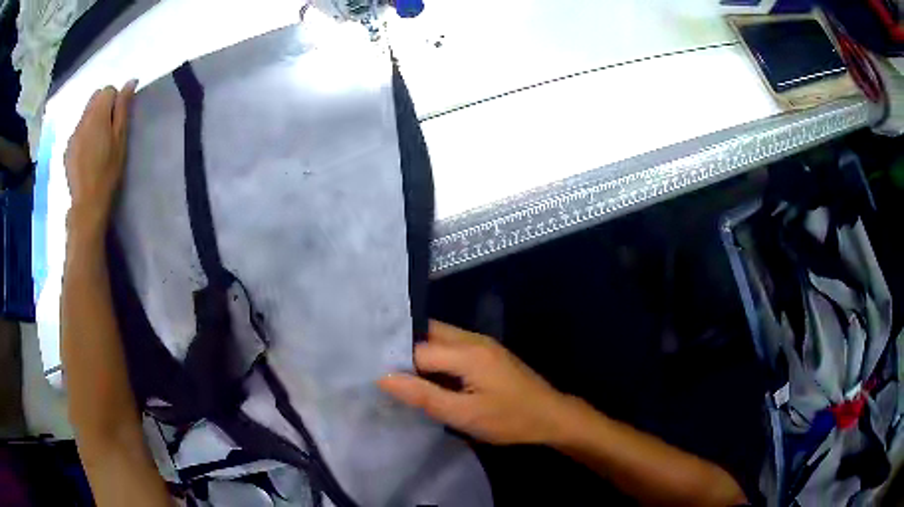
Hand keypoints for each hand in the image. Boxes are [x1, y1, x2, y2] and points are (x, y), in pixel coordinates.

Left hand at [64, 80, 137, 233]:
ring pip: (85, 114)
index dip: (115, 101)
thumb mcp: (120, 138)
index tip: (118, 119)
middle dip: (103, 106)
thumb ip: (123, 108)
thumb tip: (130, 82)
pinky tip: (87, 153)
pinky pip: (78, 130)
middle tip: (109, 129)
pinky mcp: (68, 148)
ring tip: (97, 142)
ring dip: (93, 120)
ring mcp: (73, 134)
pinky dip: (84, 133)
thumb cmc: (108, 171)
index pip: (108, 90)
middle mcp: (83, 119)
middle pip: (94, 98)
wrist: (87, 203)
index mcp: (97, 114)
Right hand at [378, 321, 569, 444]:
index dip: (395, 361)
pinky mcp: (488, 352)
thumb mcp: (464, 415)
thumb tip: (383, 378)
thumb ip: (424, 396)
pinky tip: (428, 375)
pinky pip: (452, 345)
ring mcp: (482, 343)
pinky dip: (436, 356)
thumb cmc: (510, 419)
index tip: (374, 374)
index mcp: (468, 352)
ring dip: (420, 352)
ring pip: (439, 337)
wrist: (552, 417)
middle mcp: (473, 339)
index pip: (418, 349)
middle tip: (382, 368)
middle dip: (404, 348)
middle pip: (428, 333)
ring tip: (399, 373)